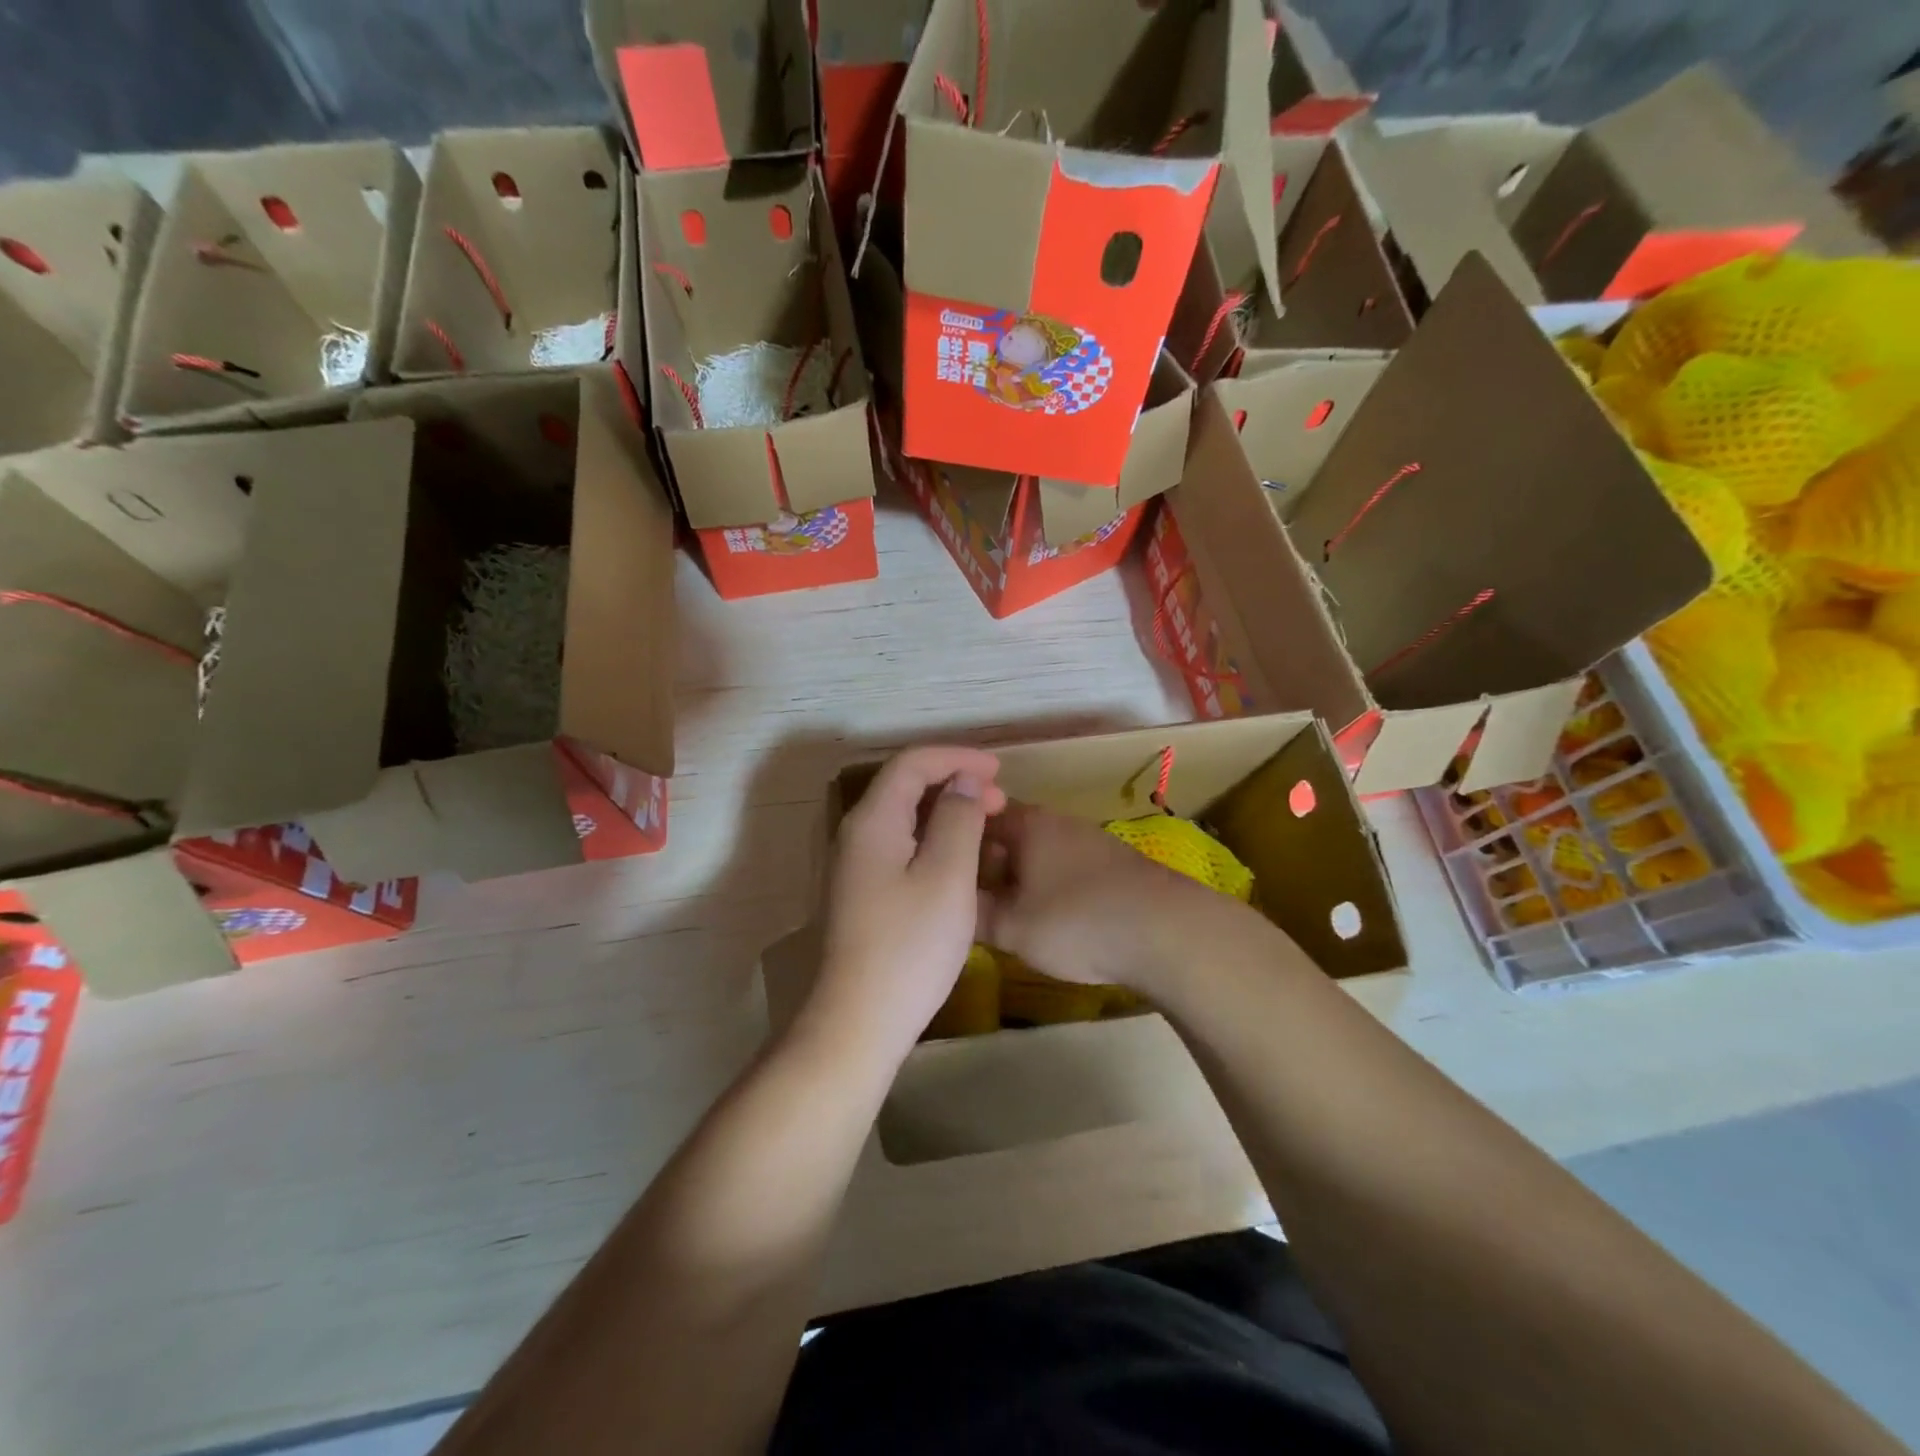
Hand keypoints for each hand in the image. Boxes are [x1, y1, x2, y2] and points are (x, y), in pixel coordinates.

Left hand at [805, 747, 1007, 1066]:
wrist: (858, 1020)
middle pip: (904, 787)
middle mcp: (857, 834)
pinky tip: (959, 861)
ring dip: (945, 811)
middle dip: (953, 782)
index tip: (999, 769)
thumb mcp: (947, 876)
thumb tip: (964, 780)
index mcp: (873, 821)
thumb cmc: (910, 945)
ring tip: (986, 825)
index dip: (956, 757)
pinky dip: (933, 839)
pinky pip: (901, 846)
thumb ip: (958, 818)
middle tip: (1000, 801)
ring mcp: (856, 866)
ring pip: (904, 818)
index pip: (912, 763)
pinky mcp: (862, 893)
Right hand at [976, 803, 1232, 993]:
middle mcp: (1055, 821)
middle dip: (985, 862)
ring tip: (1003, 911)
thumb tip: (951, 904)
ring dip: (1017, 874)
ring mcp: (1088, 839)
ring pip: (1037, 850)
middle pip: (1007, 833)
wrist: (1166, 931)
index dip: (953, 839)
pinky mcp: (1113, 862)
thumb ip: (975, 914)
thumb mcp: (1012, 928)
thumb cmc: (1077, 922)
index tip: (938, 867)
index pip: (975, 815)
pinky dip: (1047, 883)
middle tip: (967, 897)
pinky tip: (1048, 915)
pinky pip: (1063, 865)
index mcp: (1025, 824)